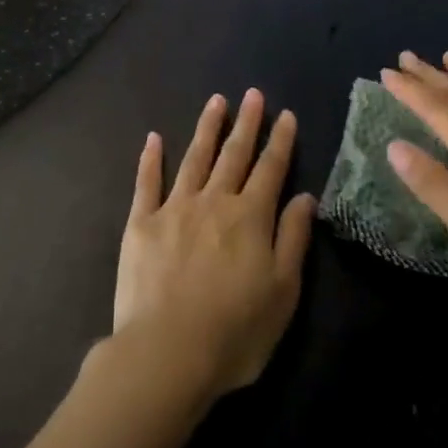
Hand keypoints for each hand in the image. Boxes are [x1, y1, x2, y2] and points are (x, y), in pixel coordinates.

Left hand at [114, 90, 317, 399]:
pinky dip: (150, 159)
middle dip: (247, 123)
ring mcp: (175, 208)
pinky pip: (147, 182)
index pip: (270, 169)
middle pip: (234, 154)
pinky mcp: (141, 223)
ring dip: (207, 128)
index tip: (286, 114)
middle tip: (253, 94)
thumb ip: (293, 238)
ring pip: (195, 158)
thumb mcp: (283, 292)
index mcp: (250, 217)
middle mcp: (214, 201)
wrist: (167, 353)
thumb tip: (306, 196)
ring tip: (216, 101)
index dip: (280, 141)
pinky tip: (153, 138)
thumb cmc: (235, 331)